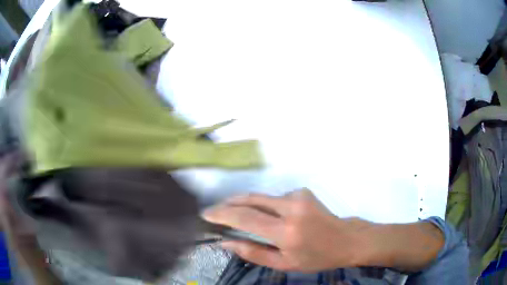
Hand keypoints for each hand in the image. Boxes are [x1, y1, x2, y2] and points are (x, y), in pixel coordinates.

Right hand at [202, 189, 369, 271]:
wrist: (345, 240)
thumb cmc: (316, 258)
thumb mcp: (284, 264)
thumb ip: (253, 253)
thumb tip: (226, 242)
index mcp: (287, 232)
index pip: (246, 218)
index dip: (222, 214)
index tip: (206, 214)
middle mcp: (291, 208)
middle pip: (250, 200)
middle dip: (228, 204)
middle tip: (215, 211)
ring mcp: (298, 196)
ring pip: (261, 198)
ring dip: (247, 206)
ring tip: (238, 216)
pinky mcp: (302, 191)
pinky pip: (275, 198)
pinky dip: (267, 206)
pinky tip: (273, 217)